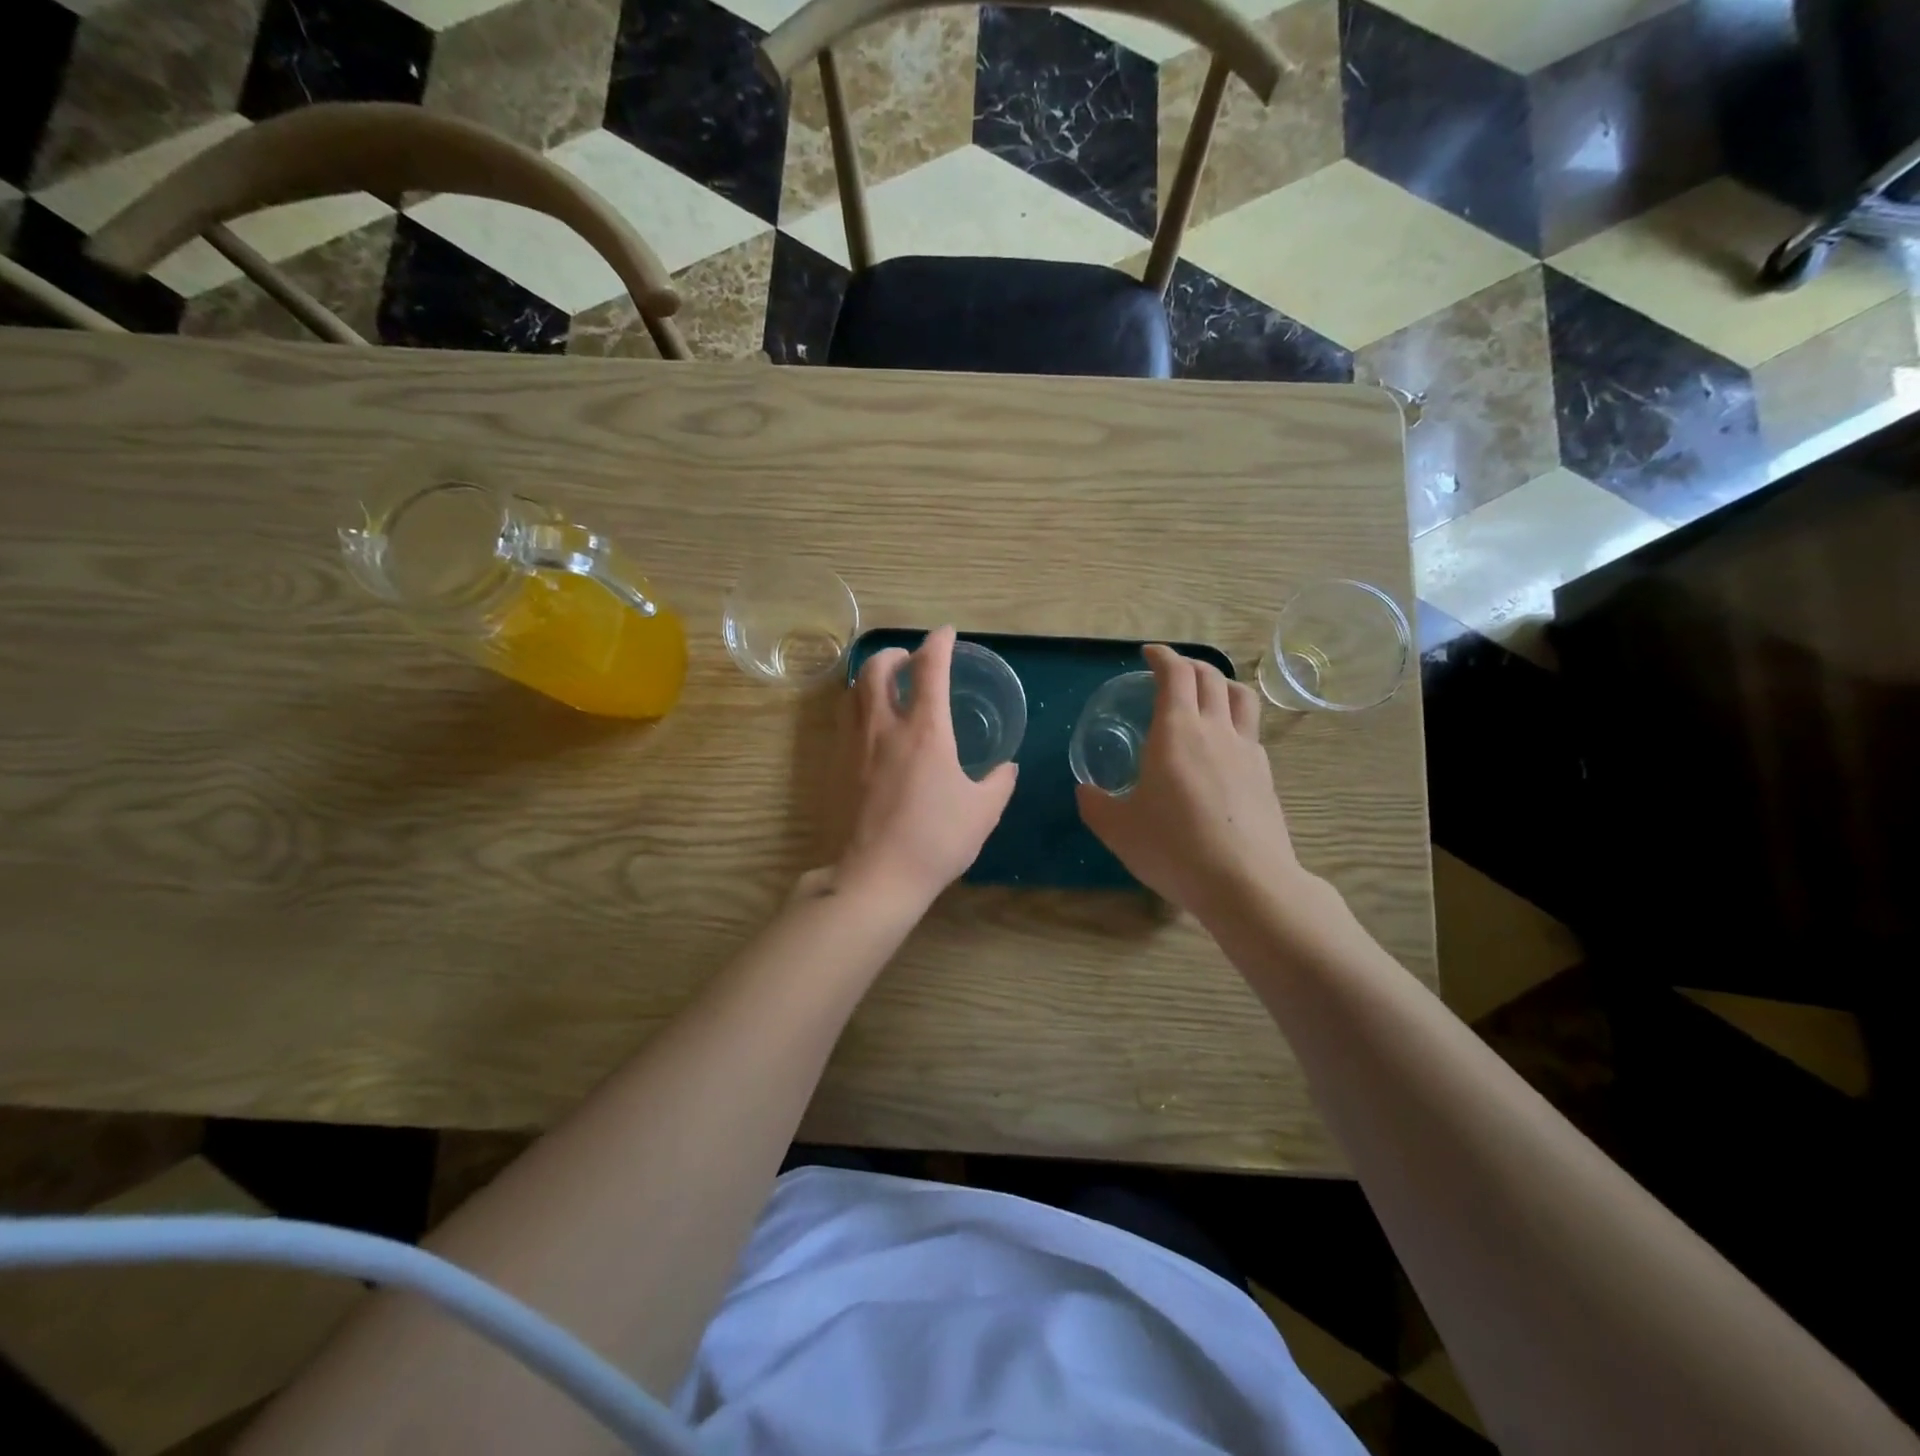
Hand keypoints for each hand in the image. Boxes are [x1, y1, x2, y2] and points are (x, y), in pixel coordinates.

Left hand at [827, 626, 1018, 908]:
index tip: (946, 634)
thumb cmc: (936, 840)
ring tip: (885, 684)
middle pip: (878, 667)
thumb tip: (1006, 768)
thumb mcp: (983, 812)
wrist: (877, 875)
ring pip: (853, 690)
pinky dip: (856, 704)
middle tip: (910, 658)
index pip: (930, 668)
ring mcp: (854, 745)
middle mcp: (884, 726)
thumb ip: (999, 783)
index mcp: (926, 730)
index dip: (938, 643)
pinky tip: (868, 723)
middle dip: (895, 652)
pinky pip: (843, 718)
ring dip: (870, 675)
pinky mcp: (836, 765)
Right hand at [1076, 645, 1298, 923]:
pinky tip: (1223, 746)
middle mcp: (1215, 729)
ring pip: (1241, 697)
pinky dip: (1234, 720)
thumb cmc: (1173, 847)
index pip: (1175, 674)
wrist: (1246, 883)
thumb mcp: (1118, 828)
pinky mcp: (1265, 775)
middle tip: (1171, 672)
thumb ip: (1095, 804)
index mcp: (1177, 730)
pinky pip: (1251, 730)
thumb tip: (1086, 791)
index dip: (1162, 656)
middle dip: (1189, 665)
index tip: (1149, 654)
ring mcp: (1247, 750)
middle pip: (1210, 677)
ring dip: (1221, 684)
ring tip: (1206, 695)